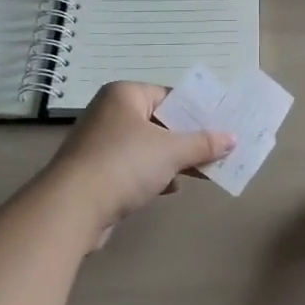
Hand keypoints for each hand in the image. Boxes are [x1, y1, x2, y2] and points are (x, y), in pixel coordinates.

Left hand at [42, 81, 234, 248]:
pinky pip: (134, 168)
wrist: (72, 208)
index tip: (222, 125)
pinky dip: (154, 175)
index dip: (197, 111)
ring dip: (173, 160)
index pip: (169, 96)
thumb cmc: (124, 164)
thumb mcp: (171, 151)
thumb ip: (203, 143)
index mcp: (125, 95)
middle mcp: (110, 113)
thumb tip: (233, 138)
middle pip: (160, 122)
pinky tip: (171, 188)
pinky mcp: (96, 172)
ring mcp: (100, 143)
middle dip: (188, 139)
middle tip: (219, 150)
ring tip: (204, 171)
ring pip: (148, 147)